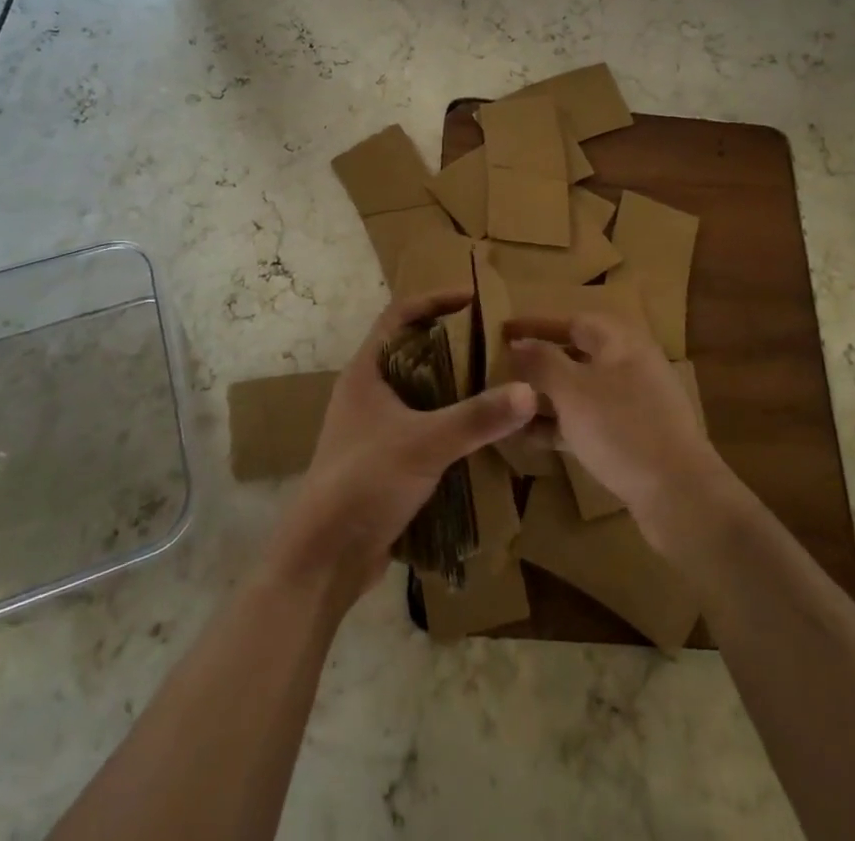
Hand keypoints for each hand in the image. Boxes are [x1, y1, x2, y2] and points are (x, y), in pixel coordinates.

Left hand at [267, 290, 537, 603]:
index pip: (399, 315)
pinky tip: (480, 433)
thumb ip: (477, 417)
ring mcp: (373, 428)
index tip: (474, 299)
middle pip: (412, 351)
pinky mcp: (384, 460)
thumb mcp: (425, 443)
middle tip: (495, 344)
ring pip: (418, 392)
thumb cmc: (365, 481)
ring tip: (496, 383)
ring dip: (452, 386)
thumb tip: (529, 390)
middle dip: (452, 344)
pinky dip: (448, 422)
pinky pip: (422, 426)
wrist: (325, 556)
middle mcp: (367, 392)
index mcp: (366, 372)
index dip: (434, 300)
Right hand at [505, 313, 728, 549]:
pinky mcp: (633, 438)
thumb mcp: (572, 391)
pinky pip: (588, 420)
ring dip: (545, 397)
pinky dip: (561, 424)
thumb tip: (517, 342)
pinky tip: (529, 439)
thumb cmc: (621, 428)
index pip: (572, 320)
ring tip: (508, 407)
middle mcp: (629, 365)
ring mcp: (634, 403)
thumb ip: (541, 362)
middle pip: (576, 355)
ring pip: (580, 390)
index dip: (535, 324)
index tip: (501, 330)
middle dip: (538, 363)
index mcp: (621, 342)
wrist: (680, 496)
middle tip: (501, 370)